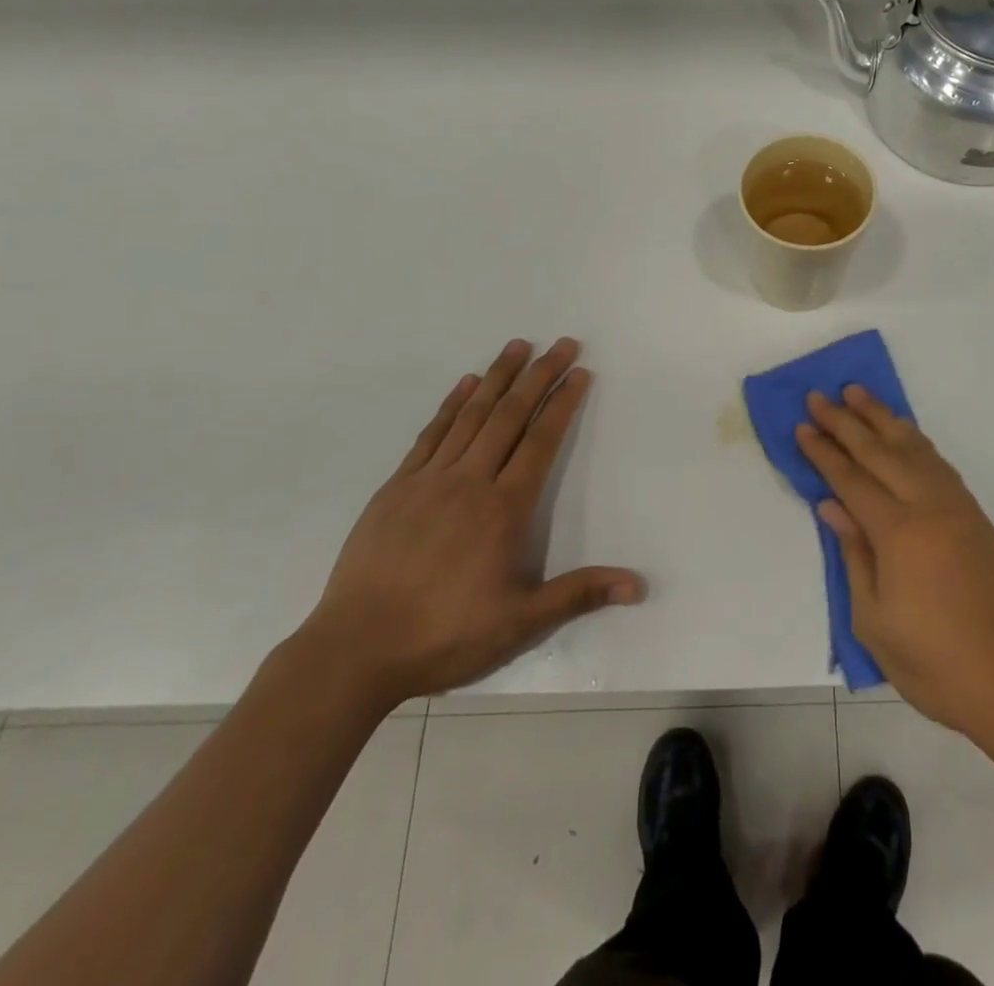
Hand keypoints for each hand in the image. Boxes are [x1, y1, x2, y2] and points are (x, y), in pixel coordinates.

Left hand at [302, 338, 643, 710]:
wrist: (354, 650)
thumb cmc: (444, 635)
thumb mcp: (520, 623)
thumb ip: (579, 594)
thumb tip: (639, 585)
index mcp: (503, 509)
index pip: (541, 442)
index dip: (562, 404)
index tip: (580, 373)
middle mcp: (469, 482)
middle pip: (510, 416)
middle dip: (539, 376)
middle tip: (561, 343)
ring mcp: (429, 480)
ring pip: (471, 416)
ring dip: (497, 377)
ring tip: (517, 345)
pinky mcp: (396, 488)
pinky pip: (431, 434)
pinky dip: (451, 405)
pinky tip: (464, 384)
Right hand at [796, 387, 993, 733]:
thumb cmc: (933, 663)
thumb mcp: (874, 620)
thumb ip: (853, 555)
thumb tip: (832, 505)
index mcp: (899, 533)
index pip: (851, 480)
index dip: (824, 452)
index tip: (803, 425)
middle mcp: (929, 507)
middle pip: (880, 452)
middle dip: (846, 421)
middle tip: (820, 396)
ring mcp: (957, 508)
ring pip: (914, 448)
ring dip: (883, 418)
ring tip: (859, 394)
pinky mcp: (976, 517)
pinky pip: (939, 464)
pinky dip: (916, 441)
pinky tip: (904, 434)